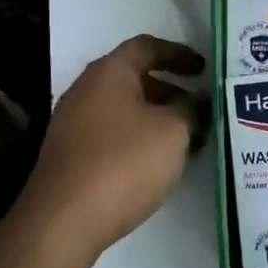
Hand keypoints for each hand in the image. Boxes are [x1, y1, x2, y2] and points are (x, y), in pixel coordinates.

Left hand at [15, 35, 207, 255]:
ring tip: (188, 140)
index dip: (179, 54)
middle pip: (134, 78)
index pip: (147, 47)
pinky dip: (138, 139)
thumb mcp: (173, 132)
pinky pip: (112, 134)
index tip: (204, 70)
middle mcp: (86, 90)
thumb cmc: (124, 163)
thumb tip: (198, 100)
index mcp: (109, 72)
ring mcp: (73, 123)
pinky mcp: (70, 155)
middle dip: (171, 91)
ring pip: (124, 110)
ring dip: (157, 119)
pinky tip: (158, 164)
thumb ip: (191, 109)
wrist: (63, 220)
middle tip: (200, 109)